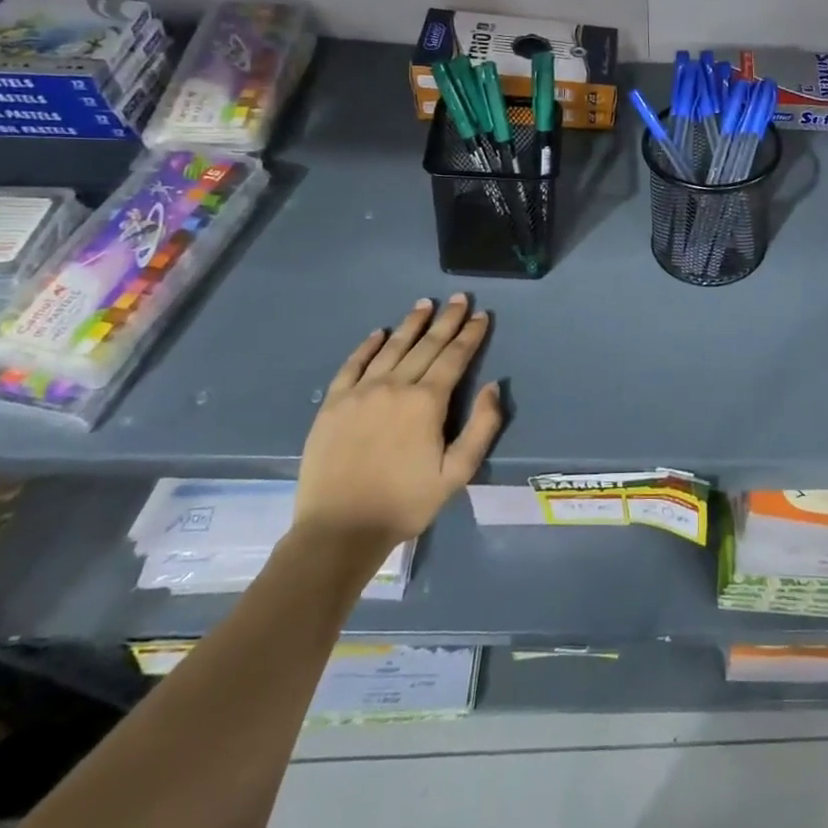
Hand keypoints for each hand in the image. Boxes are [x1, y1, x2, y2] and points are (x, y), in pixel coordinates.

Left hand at [292, 294, 503, 569]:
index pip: (454, 357)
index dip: (470, 335)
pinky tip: (379, 333)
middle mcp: (395, 386)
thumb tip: (493, 386)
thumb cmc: (406, 502)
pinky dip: (368, 346)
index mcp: (427, 402)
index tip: (482, 315)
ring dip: (411, 324)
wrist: (339, 529)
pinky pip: (353, 364)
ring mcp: (360, 392)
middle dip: (446, 320)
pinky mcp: (334, 404)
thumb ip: (482, 427)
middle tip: (459, 298)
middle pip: (426, 345)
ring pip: (391, 347)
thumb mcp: (457, 473)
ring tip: (424, 304)